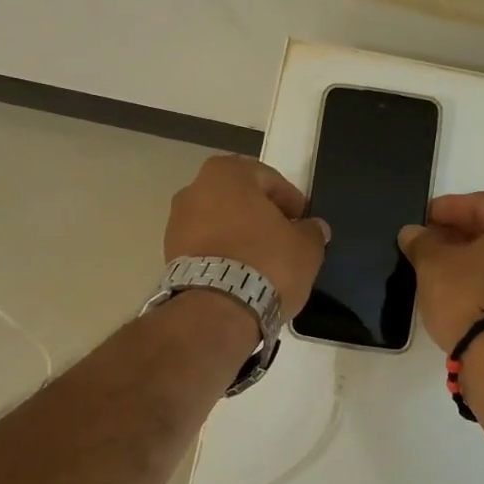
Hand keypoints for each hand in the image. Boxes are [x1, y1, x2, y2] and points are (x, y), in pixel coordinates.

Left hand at [165, 156, 329, 315]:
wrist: (216, 309)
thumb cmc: (266, 263)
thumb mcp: (305, 247)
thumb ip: (312, 231)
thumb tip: (313, 228)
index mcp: (227, 173)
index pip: (268, 179)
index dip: (290, 201)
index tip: (302, 222)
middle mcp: (194, 189)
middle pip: (238, 199)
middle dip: (260, 216)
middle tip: (283, 238)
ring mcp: (176, 222)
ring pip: (218, 222)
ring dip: (239, 235)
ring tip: (261, 261)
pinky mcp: (169, 254)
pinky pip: (204, 246)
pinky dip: (221, 253)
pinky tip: (239, 274)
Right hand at [397, 193, 483, 351]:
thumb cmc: (472, 295)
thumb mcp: (434, 263)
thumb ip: (422, 242)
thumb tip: (413, 233)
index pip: (481, 204)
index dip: (446, 210)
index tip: (422, 218)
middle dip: (461, 234)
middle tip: (428, 242)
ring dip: (476, 259)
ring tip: (441, 268)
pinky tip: (463, 290)